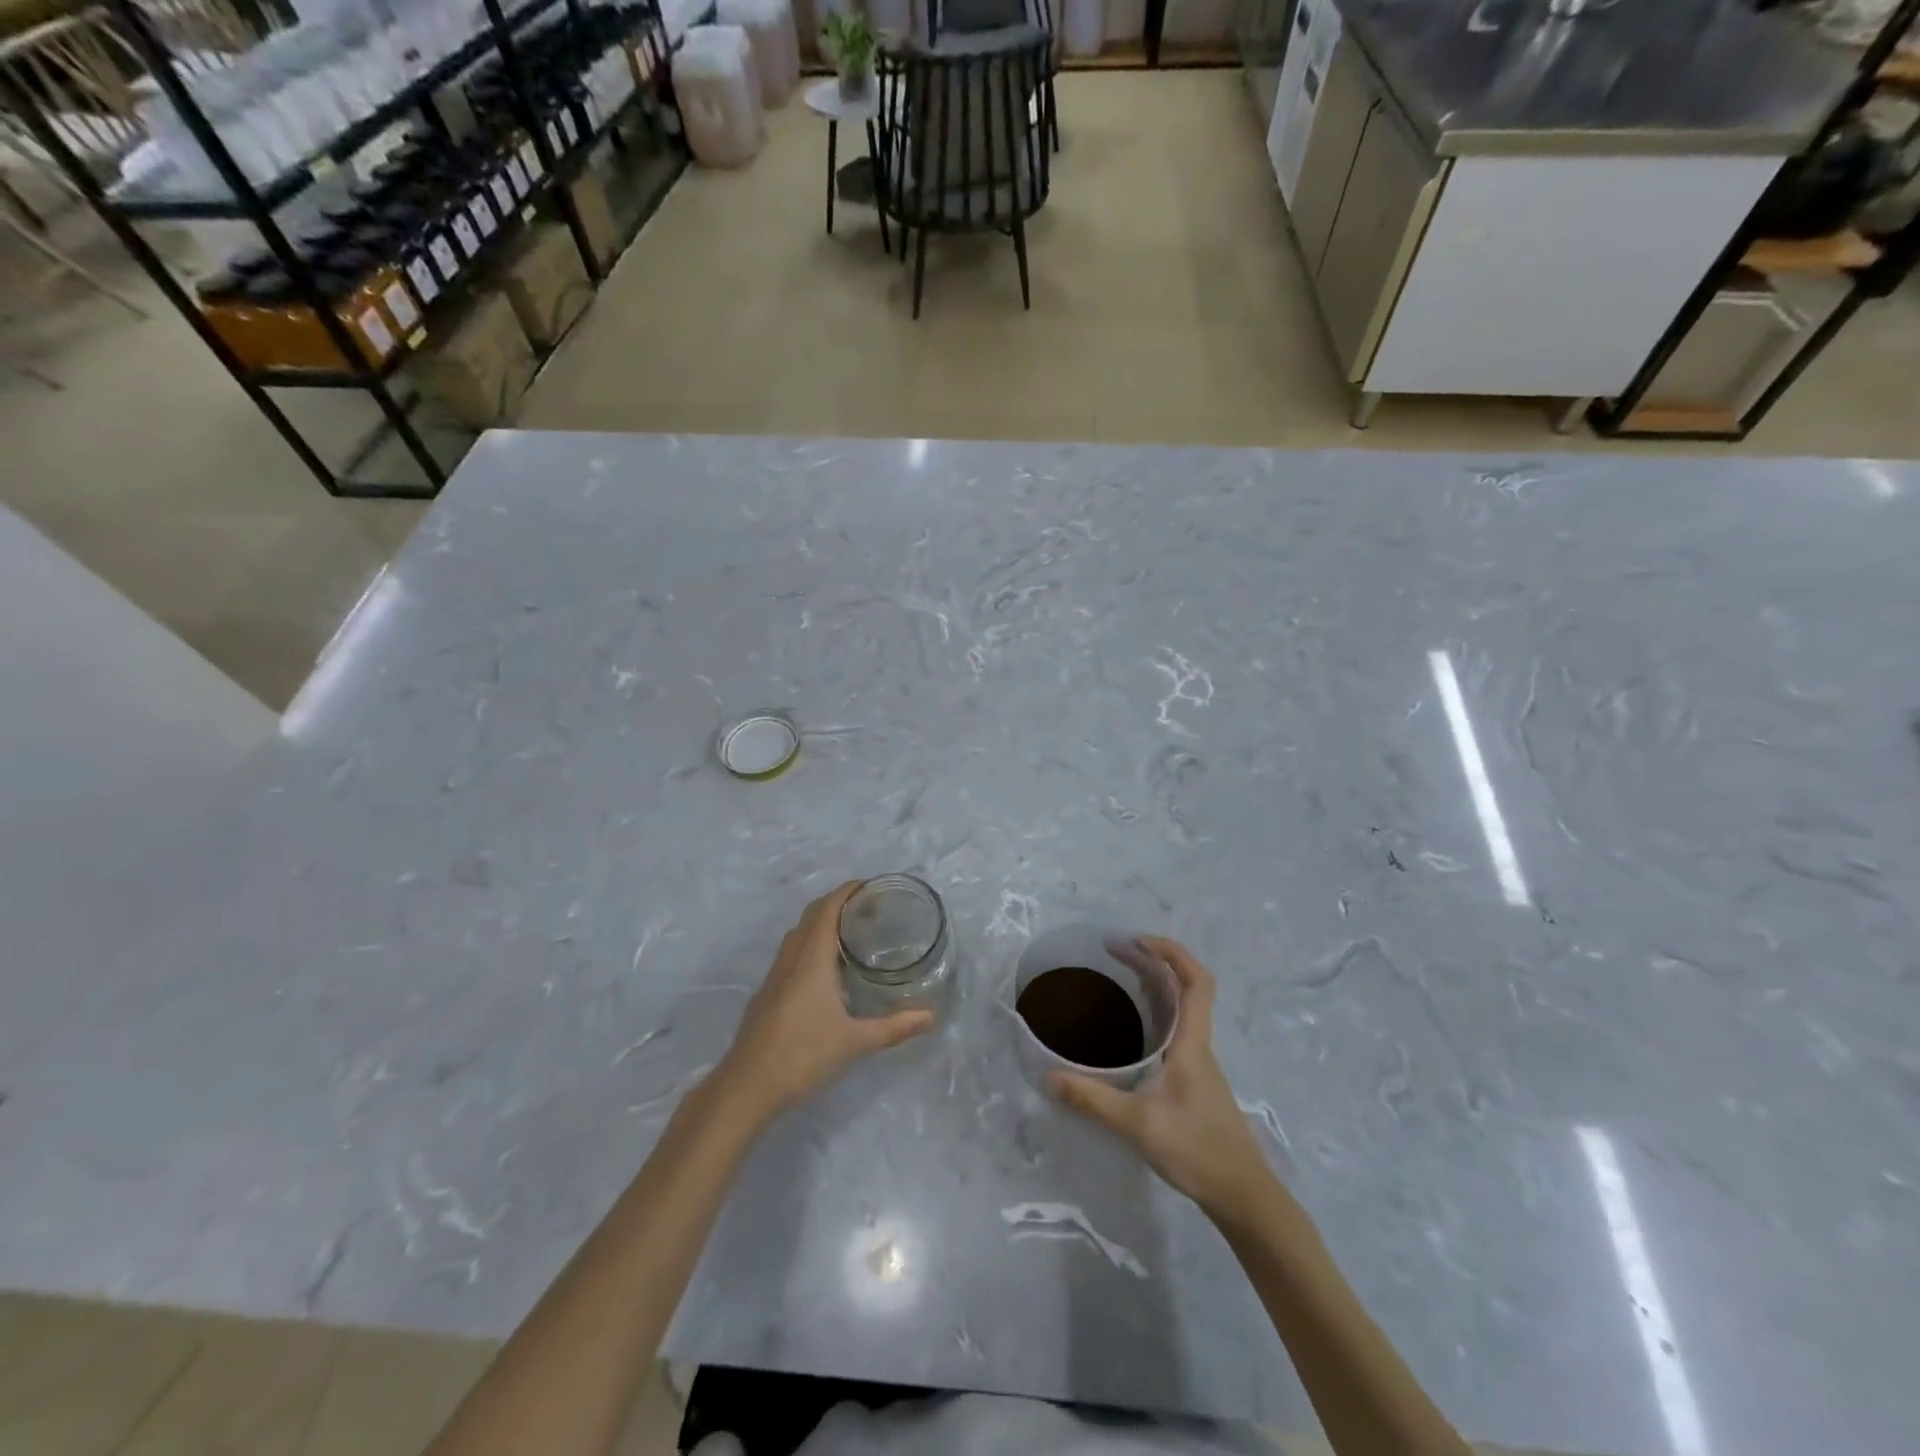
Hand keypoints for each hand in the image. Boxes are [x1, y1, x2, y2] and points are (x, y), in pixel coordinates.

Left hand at [712, 882, 934, 1127]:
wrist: (746, 1087)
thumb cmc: (803, 1055)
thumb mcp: (855, 1042)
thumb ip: (894, 1027)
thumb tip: (931, 1017)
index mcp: (811, 959)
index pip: (828, 908)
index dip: (848, 890)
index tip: (872, 886)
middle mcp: (791, 959)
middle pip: (812, 915)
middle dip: (838, 903)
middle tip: (869, 909)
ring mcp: (775, 976)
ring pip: (798, 934)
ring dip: (822, 923)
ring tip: (852, 934)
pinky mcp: (767, 994)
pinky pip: (791, 953)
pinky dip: (811, 945)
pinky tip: (827, 971)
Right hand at [1047, 937, 1274, 1219]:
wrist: (1244, 1197)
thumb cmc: (1198, 1151)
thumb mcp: (1138, 1124)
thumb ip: (1092, 1099)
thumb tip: (1047, 1076)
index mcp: (1192, 1043)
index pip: (1197, 981)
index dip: (1173, 952)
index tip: (1138, 940)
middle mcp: (1198, 1045)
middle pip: (1185, 988)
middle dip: (1153, 961)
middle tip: (1114, 952)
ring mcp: (1198, 1064)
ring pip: (1181, 1010)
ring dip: (1155, 986)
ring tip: (1119, 976)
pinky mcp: (1194, 1082)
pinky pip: (1175, 1031)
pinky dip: (1155, 1014)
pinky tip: (1131, 1029)